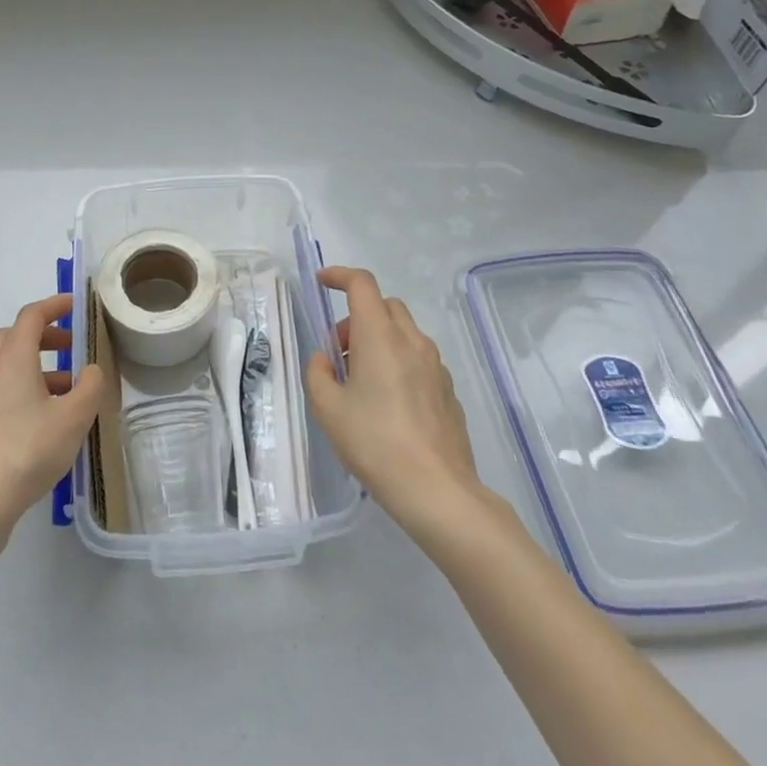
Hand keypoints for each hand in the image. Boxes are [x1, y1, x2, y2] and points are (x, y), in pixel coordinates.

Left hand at [0, 295, 106, 541]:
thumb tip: (91, 370)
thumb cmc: (29, 450)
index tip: (75, 305)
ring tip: (68, 388)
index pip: (31, 316)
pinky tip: (46, 417)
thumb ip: (90, 386)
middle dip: (44, 335)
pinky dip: (25, 388)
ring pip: (7, 365)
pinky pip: (2, 390)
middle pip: (14, 337)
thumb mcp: (75, 417)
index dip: (54, 306)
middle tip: (70, 346)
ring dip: (36, 365)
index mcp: (13, 359)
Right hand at [306, 266, 481, 529]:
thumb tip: (325, 359)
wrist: (436, 489)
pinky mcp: (448, 390)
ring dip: (379, 340)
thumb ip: (318, 373)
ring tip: (361, 382)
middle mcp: (412, 341)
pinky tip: (388, 404)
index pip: (362, 284)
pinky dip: (399, 362)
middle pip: (385, 306)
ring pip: (404, 332)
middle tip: (339, 351)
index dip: (339, 275)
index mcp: (380, 336)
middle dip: (358, 316)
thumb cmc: (374, 442)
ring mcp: (436, 365)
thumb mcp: (328, 409)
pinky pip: (419, 359)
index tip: (322, 283)